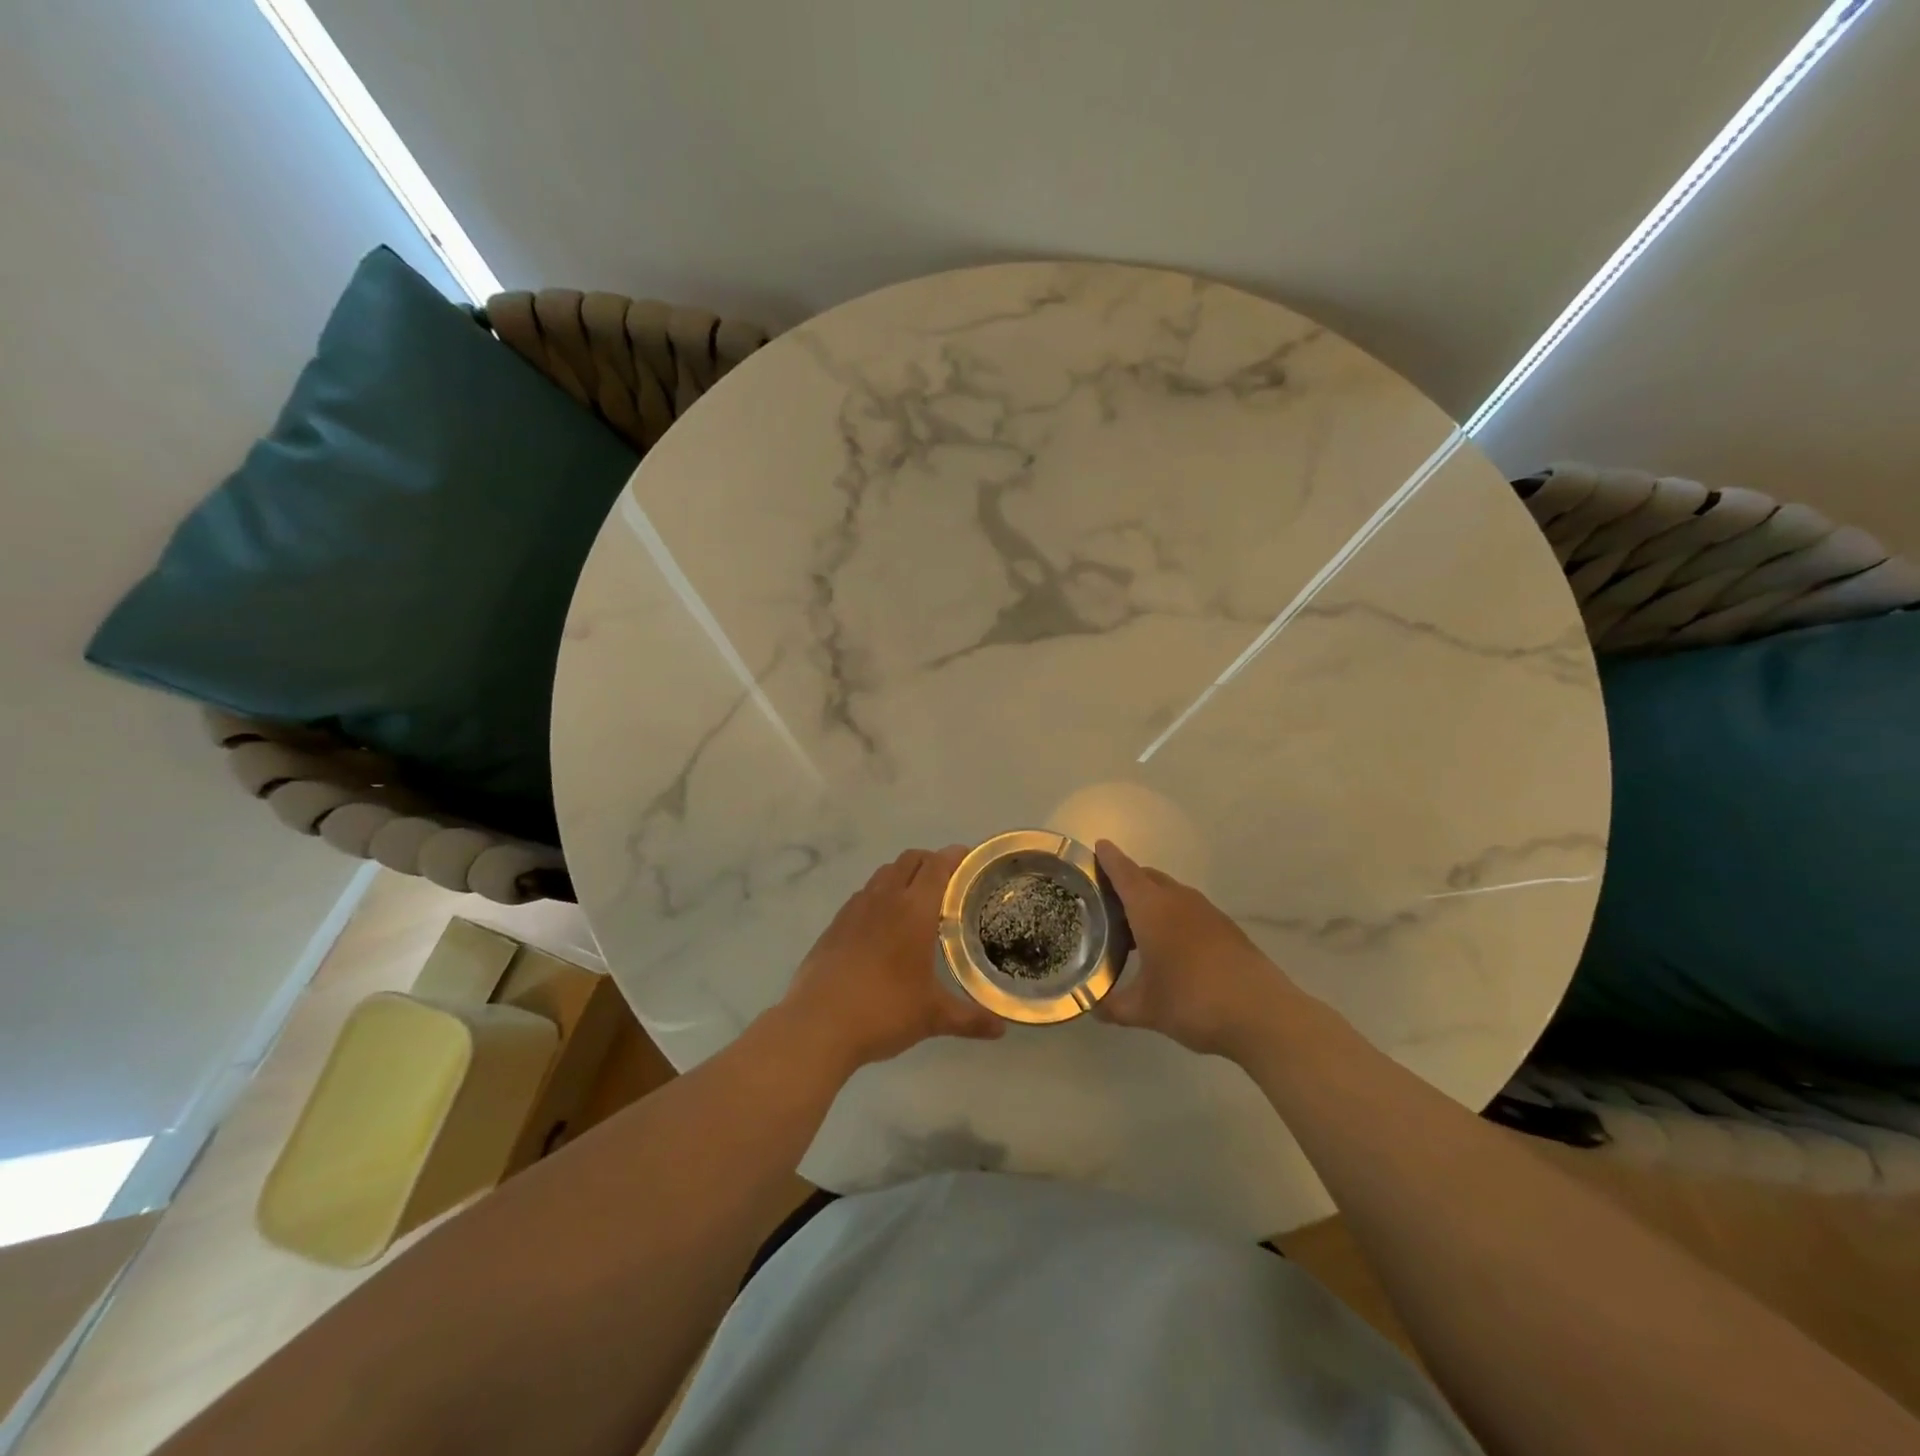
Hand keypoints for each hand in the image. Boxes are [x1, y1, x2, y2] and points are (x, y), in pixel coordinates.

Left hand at [778, 846, 1004, 1074]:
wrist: (818, 1024)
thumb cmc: (883, 1011)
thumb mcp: (932, 1017)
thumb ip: (970, 1018)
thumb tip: (1002, 1029)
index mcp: (914, 910)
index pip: (937, 866)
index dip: (955, 856)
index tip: (969, 856)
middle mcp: (885, 899)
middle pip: (909, 860)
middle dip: (930, 861)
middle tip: (948, 880)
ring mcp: (855, 909)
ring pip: (883, 874)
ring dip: (903, 875)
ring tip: (916, 900)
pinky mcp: (834, 925)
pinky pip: (863, 895)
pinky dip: (879, 896)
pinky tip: (882, 925)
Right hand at [1095, 839, 1303, 1060]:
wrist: (1263, 1015)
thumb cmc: (1193, 1002)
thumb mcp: (1145, 1010)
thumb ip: (1114, 1006)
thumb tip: (1093, 1007)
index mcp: (1152, 909)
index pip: (1124, 873)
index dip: (1109, 859)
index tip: (1097, 846)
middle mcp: (1178, 900)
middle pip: (1147, 878)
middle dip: (1127, 881)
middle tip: (1106, 900)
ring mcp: (1206, 912)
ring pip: (1170, 893)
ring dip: (1151, 900)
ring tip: (1134, 927)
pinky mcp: (1227, 928)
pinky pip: (1189, 909)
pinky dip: (1172, 916)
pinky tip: (1170, 946)